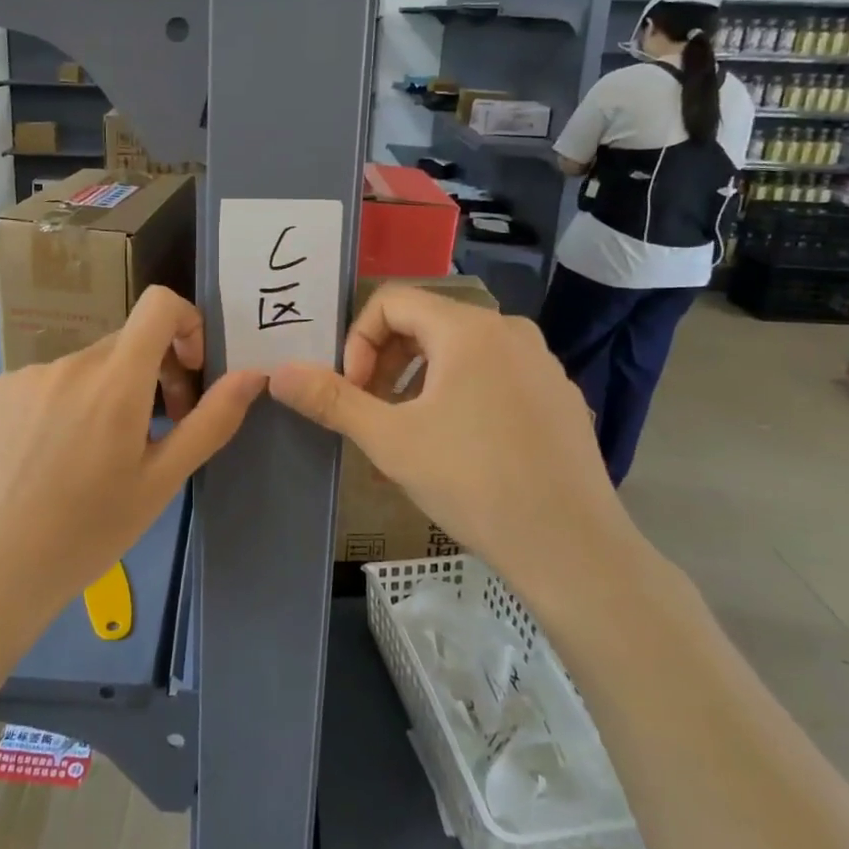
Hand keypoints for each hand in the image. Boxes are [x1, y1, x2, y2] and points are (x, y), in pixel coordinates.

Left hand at [0, 287, 265, 632]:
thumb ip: (211, 421)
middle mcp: (69, 362)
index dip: (187, 323)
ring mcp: (28, 375)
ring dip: (111, 390)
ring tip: (102, 453)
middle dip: (156, 373)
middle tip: (157, 432)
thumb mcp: (162, 481)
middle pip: (128, 342)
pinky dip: (71, 400)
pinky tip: (58, 454)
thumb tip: (254, 374)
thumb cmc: (89, 532)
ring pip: (91, 364)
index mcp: (114, 381)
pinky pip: (52, 378)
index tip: (191, 372)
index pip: (159, 304)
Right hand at [269, 285, 645, 614]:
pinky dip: (463, 392)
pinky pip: (496, 374)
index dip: (358, 341)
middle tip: (375, 412)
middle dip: (386, 361)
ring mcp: (541, 362)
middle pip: (426, 322)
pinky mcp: (559, 395)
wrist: (572, 547)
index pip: (391, 301)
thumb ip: (331, 399)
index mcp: (467, 328)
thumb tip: (277, 373)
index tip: (355, 392)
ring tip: (412, 431)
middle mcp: (509, 330)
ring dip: (421, 379)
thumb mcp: (389, 440)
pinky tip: (463, 446)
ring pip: (461, 350)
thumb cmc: (472, 482)